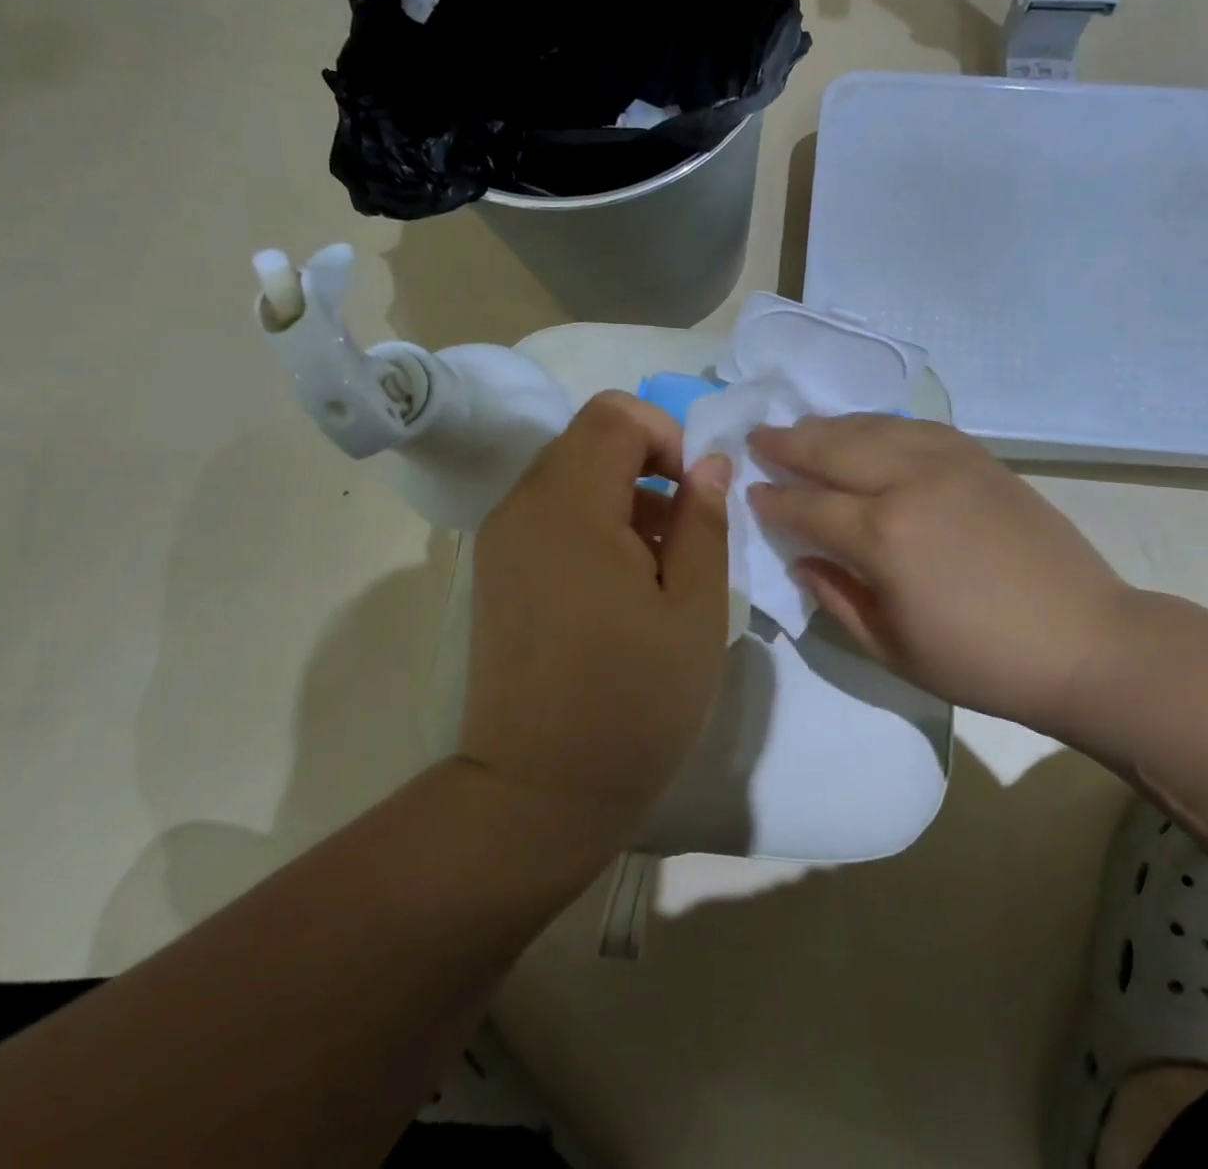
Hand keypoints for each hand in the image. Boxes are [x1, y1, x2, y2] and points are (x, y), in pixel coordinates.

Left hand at [460, 391, 730, 837]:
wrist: (538, 793)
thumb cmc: (633, 700)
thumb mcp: (695, 608)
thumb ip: (704, 520)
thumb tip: (710, 463)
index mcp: (570, 506)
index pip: (615, 414)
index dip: (667, 436)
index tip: (695, 494)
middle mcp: (522, 506)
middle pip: (589, 438)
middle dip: (647, 464)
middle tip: (685, 531)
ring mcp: (501, 539)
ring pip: (570, 474)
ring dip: (623, 495)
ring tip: (659, 565)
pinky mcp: (497, 570)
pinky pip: (550, 513)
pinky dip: (593, 521)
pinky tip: (621, 585)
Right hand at [749, 415, 1139, 740]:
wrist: (1082, 642)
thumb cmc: (980, 662)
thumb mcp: (891, 648)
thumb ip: (837, 597)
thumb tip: (803, 559)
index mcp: (883, 536)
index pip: (808, 506)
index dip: (774, 500)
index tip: (750, 492)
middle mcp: (909, 483)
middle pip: (833, 448)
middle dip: (789, 443)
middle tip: (759, 437)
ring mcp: (949, 462)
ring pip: (874, 427)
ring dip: (831, 426)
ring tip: (803, 427)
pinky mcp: (981, 458)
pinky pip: (917, 427)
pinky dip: (882, 424)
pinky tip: (869, 430)